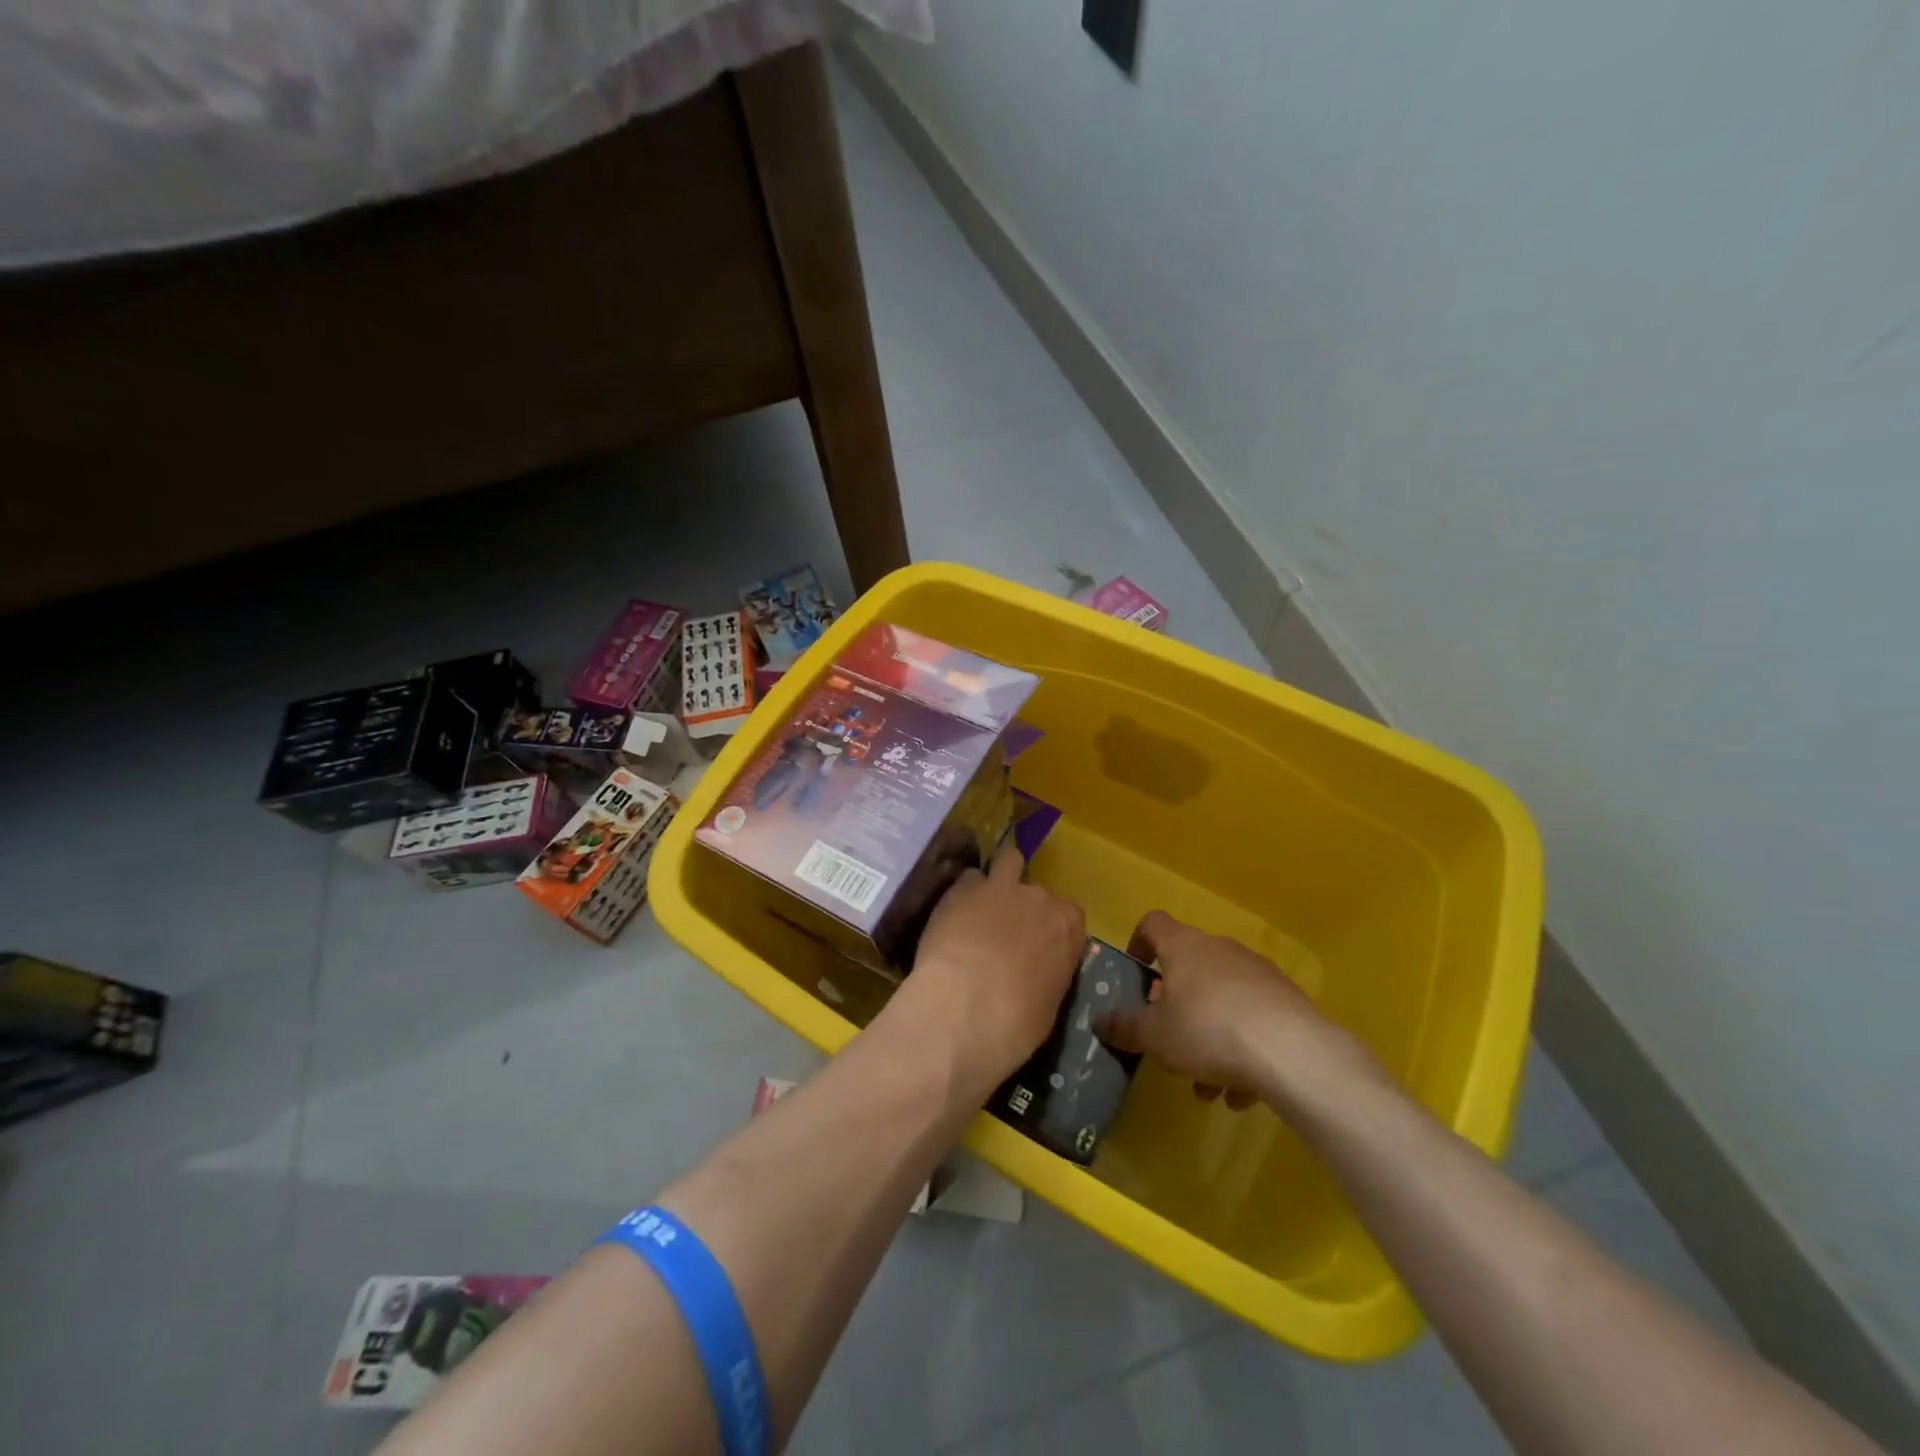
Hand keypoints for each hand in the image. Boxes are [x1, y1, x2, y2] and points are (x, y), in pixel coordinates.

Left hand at [892, 846, 1085, 1095]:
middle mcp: (1038, 898)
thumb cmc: (1014, 1024)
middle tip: (1007, 934)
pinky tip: (954, 913)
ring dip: (1000, 879)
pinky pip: (968, 879)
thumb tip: (1036, 972)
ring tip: (984, 903)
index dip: (1053, 928)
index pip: (1070, 914)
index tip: (1041, 946)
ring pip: (1008, 862)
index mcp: (1067, 927)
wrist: (962, 1011)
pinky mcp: (961, 889)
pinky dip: (965, 893)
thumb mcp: (1049, 1005)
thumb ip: (1049, 973)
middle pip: (1037, 892)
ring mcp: (999, 888)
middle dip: (1024, 908)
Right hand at [1095, 911, 1379, 1115]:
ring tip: (1207, 1087)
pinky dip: (1241, 1049)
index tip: (1135, 972)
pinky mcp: (1287, 1001)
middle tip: (1168, 1040)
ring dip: (1208, 1037)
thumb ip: (1125, 1027)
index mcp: (1184, 947)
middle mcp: (1220, 950)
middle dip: (1176, 1007)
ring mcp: (1257, 973)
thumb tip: (1099, 1020)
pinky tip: (1241, 1092)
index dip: (1139, 942)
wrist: (1294, 1053)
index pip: (1153, 923)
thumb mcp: (1155, 1036)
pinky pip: (1252, 1020)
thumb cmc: (1208, 1031)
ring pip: (1221, 1001)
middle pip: (1189, 968)